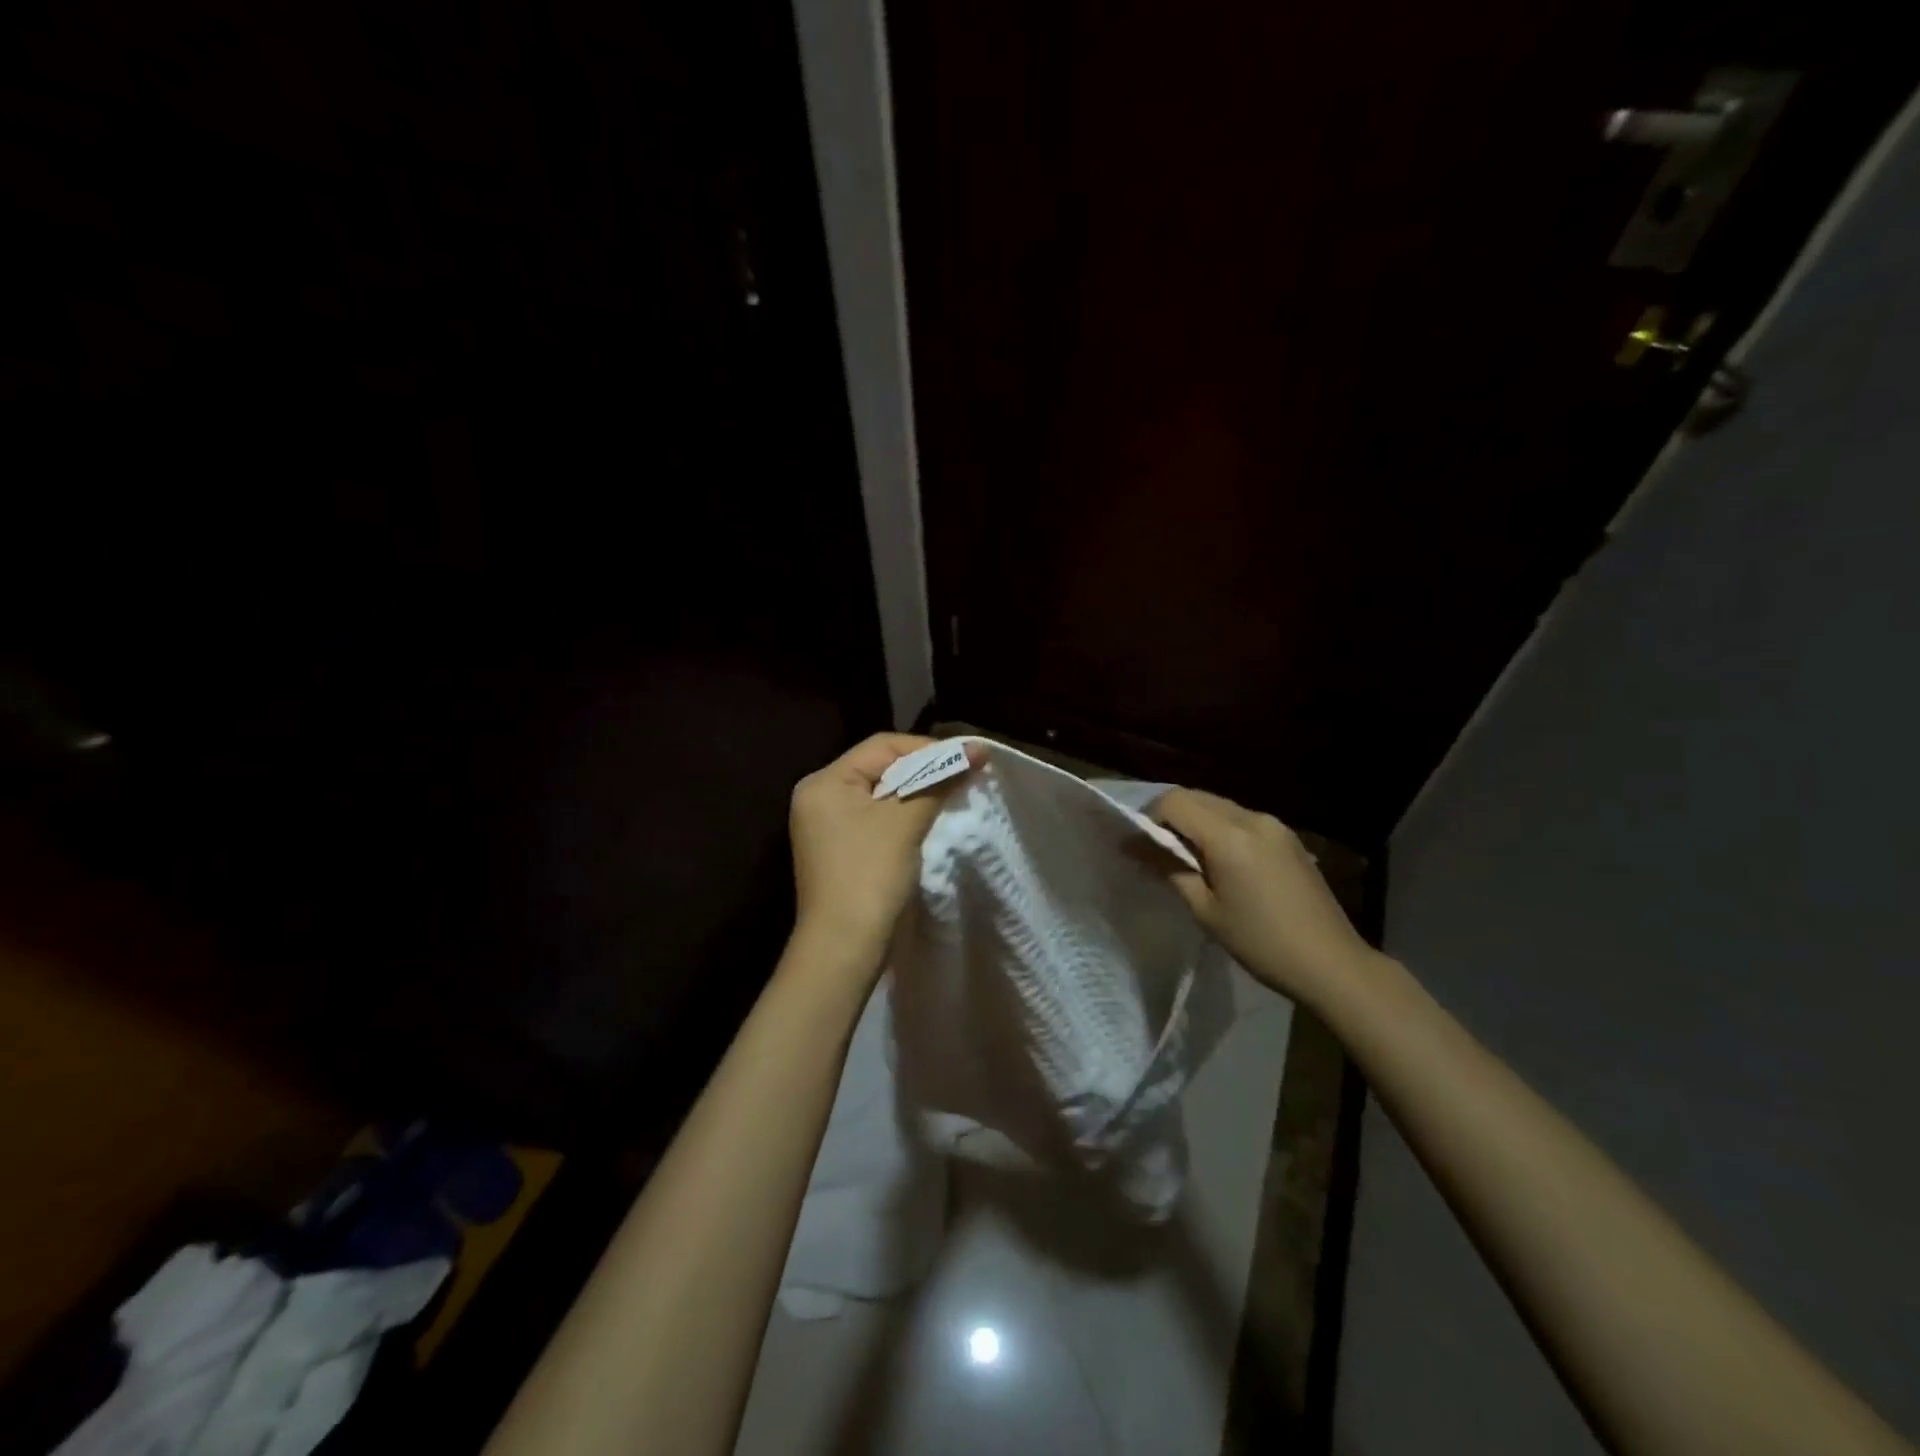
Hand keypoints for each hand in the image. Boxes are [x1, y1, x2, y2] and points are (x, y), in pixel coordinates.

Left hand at [788, 734, 983, 974]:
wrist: (843, 948)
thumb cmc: (870, 875)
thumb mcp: (905, 822)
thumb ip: (939, 780)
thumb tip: (977, 750)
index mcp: (825, 782)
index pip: (882, 746)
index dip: (928, 748)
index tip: (970, 757)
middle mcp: (820, 797)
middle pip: (880, 767)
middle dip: (924, 768)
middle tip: (966, 774)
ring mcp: (828, 826)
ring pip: (881, 793)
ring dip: (918, 791)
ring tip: (954, 792)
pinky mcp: (841, 850)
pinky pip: (877, 817)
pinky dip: (904, 814)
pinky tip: (930, 818)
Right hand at [1153, 788, 1379, 1006]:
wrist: (1331, 963)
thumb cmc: (1260, 942)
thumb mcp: (1205, 909)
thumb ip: (1169, 869)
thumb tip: (1133, 846)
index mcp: (1229, 835)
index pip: (1175, 802)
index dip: (1150, 818)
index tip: (1141, 846)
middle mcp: (1253, 818)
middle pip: (1198, 797)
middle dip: (1171, 817)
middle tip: (1158, 852)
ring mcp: (1275, 826)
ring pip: (1221, 807)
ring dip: (1197, 823)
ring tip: (1190, 860)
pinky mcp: (1289, 838)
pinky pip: (1243, 820)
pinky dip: (1222, 830)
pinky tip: (1222, 864)